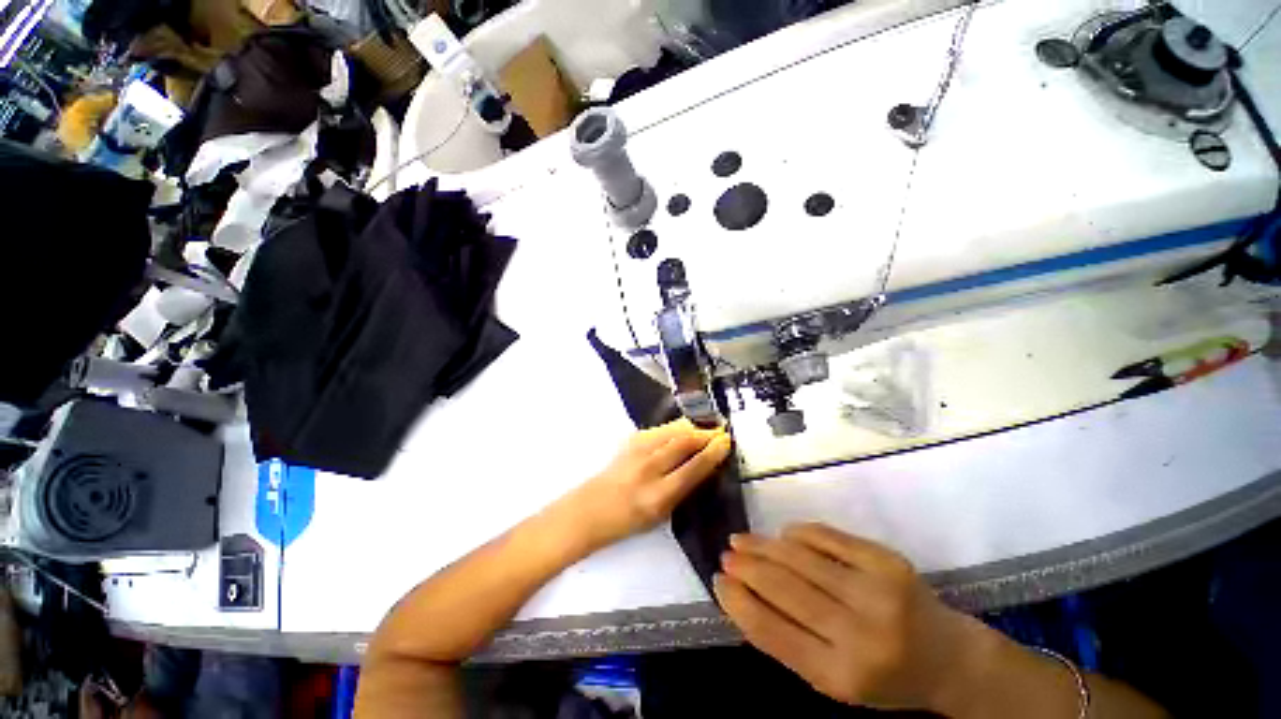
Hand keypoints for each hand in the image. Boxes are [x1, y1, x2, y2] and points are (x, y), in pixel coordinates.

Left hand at [569, 419, 733, 550]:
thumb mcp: (662, 513)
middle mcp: (648, 468)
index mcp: (658, 495)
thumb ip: (684, 488)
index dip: (713, 453)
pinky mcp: (631, 440)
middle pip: (683, 442)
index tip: (726, 442)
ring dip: (694, 426)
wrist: (591, 508)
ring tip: (708, 426)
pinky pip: (661, 429)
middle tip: (721, 431)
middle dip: (706, 433)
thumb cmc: (628, 519)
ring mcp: (637, 450)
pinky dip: (677, 426)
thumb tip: (705, 465)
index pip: (693, 468)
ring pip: (673, 430)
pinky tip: (685, 428)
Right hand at [714, 523, 984, 711]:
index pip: (771, 630)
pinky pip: (826, 537)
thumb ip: (787, 640)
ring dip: (763, 545)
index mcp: (840, 674)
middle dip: (746, 567)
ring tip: (741, 540)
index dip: (737, 602)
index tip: (717, 582)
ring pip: (800, 557)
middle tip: (725, 555)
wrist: (949, 658)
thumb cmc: (884, 676)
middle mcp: (859, 633)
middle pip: (783, 587)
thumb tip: (741, 595)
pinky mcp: (886, 559)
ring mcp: (876, 590)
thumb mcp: (833, 678)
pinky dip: (798, 534)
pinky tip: (784, 536)